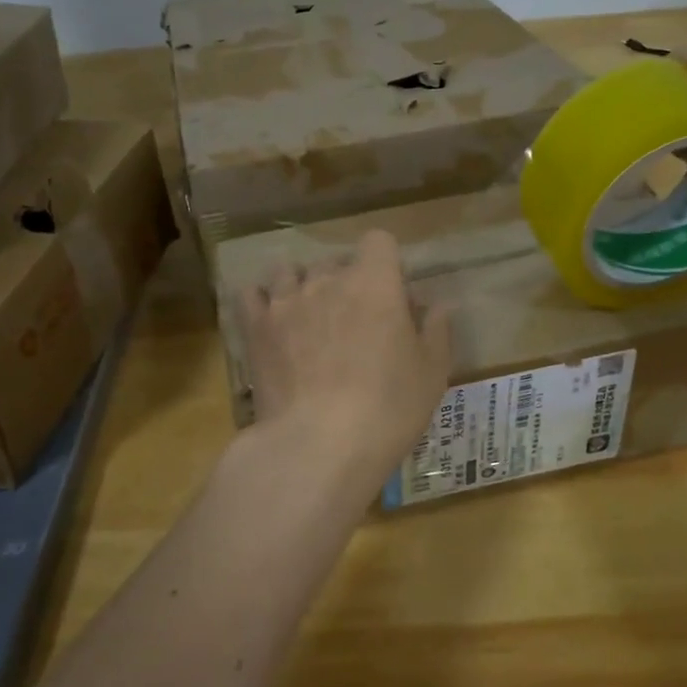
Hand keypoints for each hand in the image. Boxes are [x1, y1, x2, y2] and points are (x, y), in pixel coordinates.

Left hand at [238, 230, 451, 494]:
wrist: (319, 444)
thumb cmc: (388, 407)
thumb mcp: (432, 372)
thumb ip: (435, 330)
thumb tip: (436, 304)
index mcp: (374, 282)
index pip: (379, 241)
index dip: (386, 263)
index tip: (392, 296)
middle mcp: (326, 280)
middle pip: (335, 261)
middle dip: (345, 282)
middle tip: (355, 322)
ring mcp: (285, 301)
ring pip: (290, 272)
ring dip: (301, 287)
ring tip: (308, 319)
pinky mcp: (255, 327)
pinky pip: (251, 294)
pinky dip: (261, 302)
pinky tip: (271, 322)